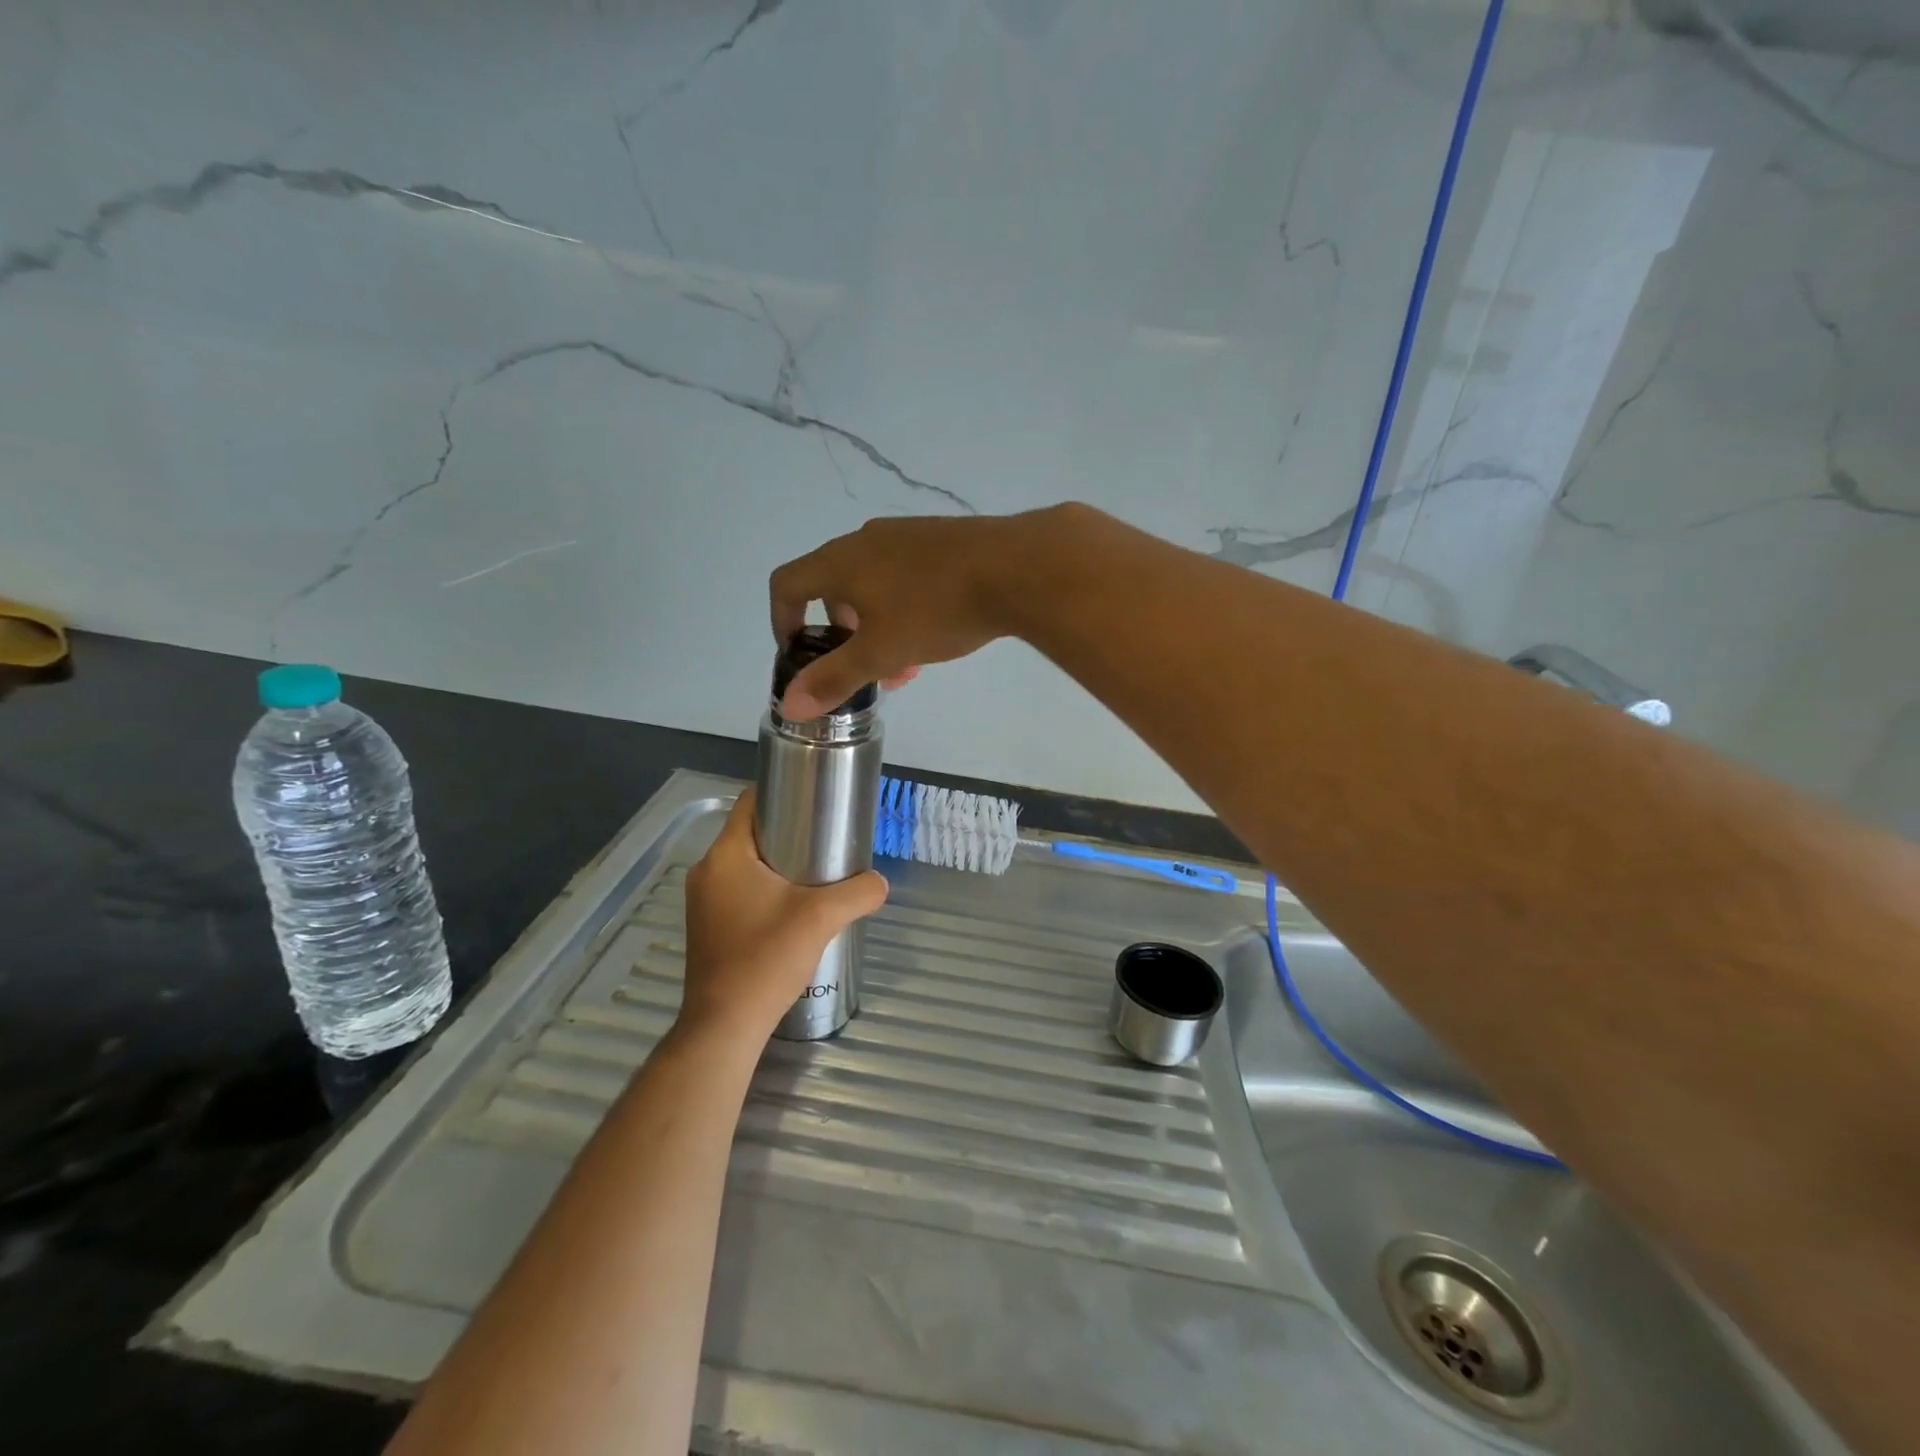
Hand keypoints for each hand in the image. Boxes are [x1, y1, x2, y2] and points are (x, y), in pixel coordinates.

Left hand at [680, 789, 888, 1038]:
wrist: (726, 1025)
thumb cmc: (765, 959)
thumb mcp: (822, 918)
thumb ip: (859, 892)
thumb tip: (880, 882)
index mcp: (725, 855)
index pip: (751, 801)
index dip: (784, 792)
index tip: (817, 801)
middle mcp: (707, 871)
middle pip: (751, 832)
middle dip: (789, 830)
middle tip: (827, 839)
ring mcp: (704, 901)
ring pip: (746, 864)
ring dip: (779, 863)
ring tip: (818, 873)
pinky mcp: (708, 925)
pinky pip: (740, 890)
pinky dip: (766, 888)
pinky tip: (794, 908)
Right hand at [769, 509, 1071, 719]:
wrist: (1016, 567)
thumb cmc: (936, 609)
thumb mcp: (881, 652)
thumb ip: (834, 678)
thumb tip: (788, 704)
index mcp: (841, 561)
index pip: (786, 584)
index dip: (781, 621)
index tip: (799, 654)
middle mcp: (867, 539)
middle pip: (833, 586)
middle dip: (842, 634)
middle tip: (864, 667)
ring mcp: (906, 534)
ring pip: (874, 585)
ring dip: (877, 626)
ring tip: (906, 664)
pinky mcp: (941, 538)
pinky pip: (906, 575)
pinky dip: (905, 608)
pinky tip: (937, 634)